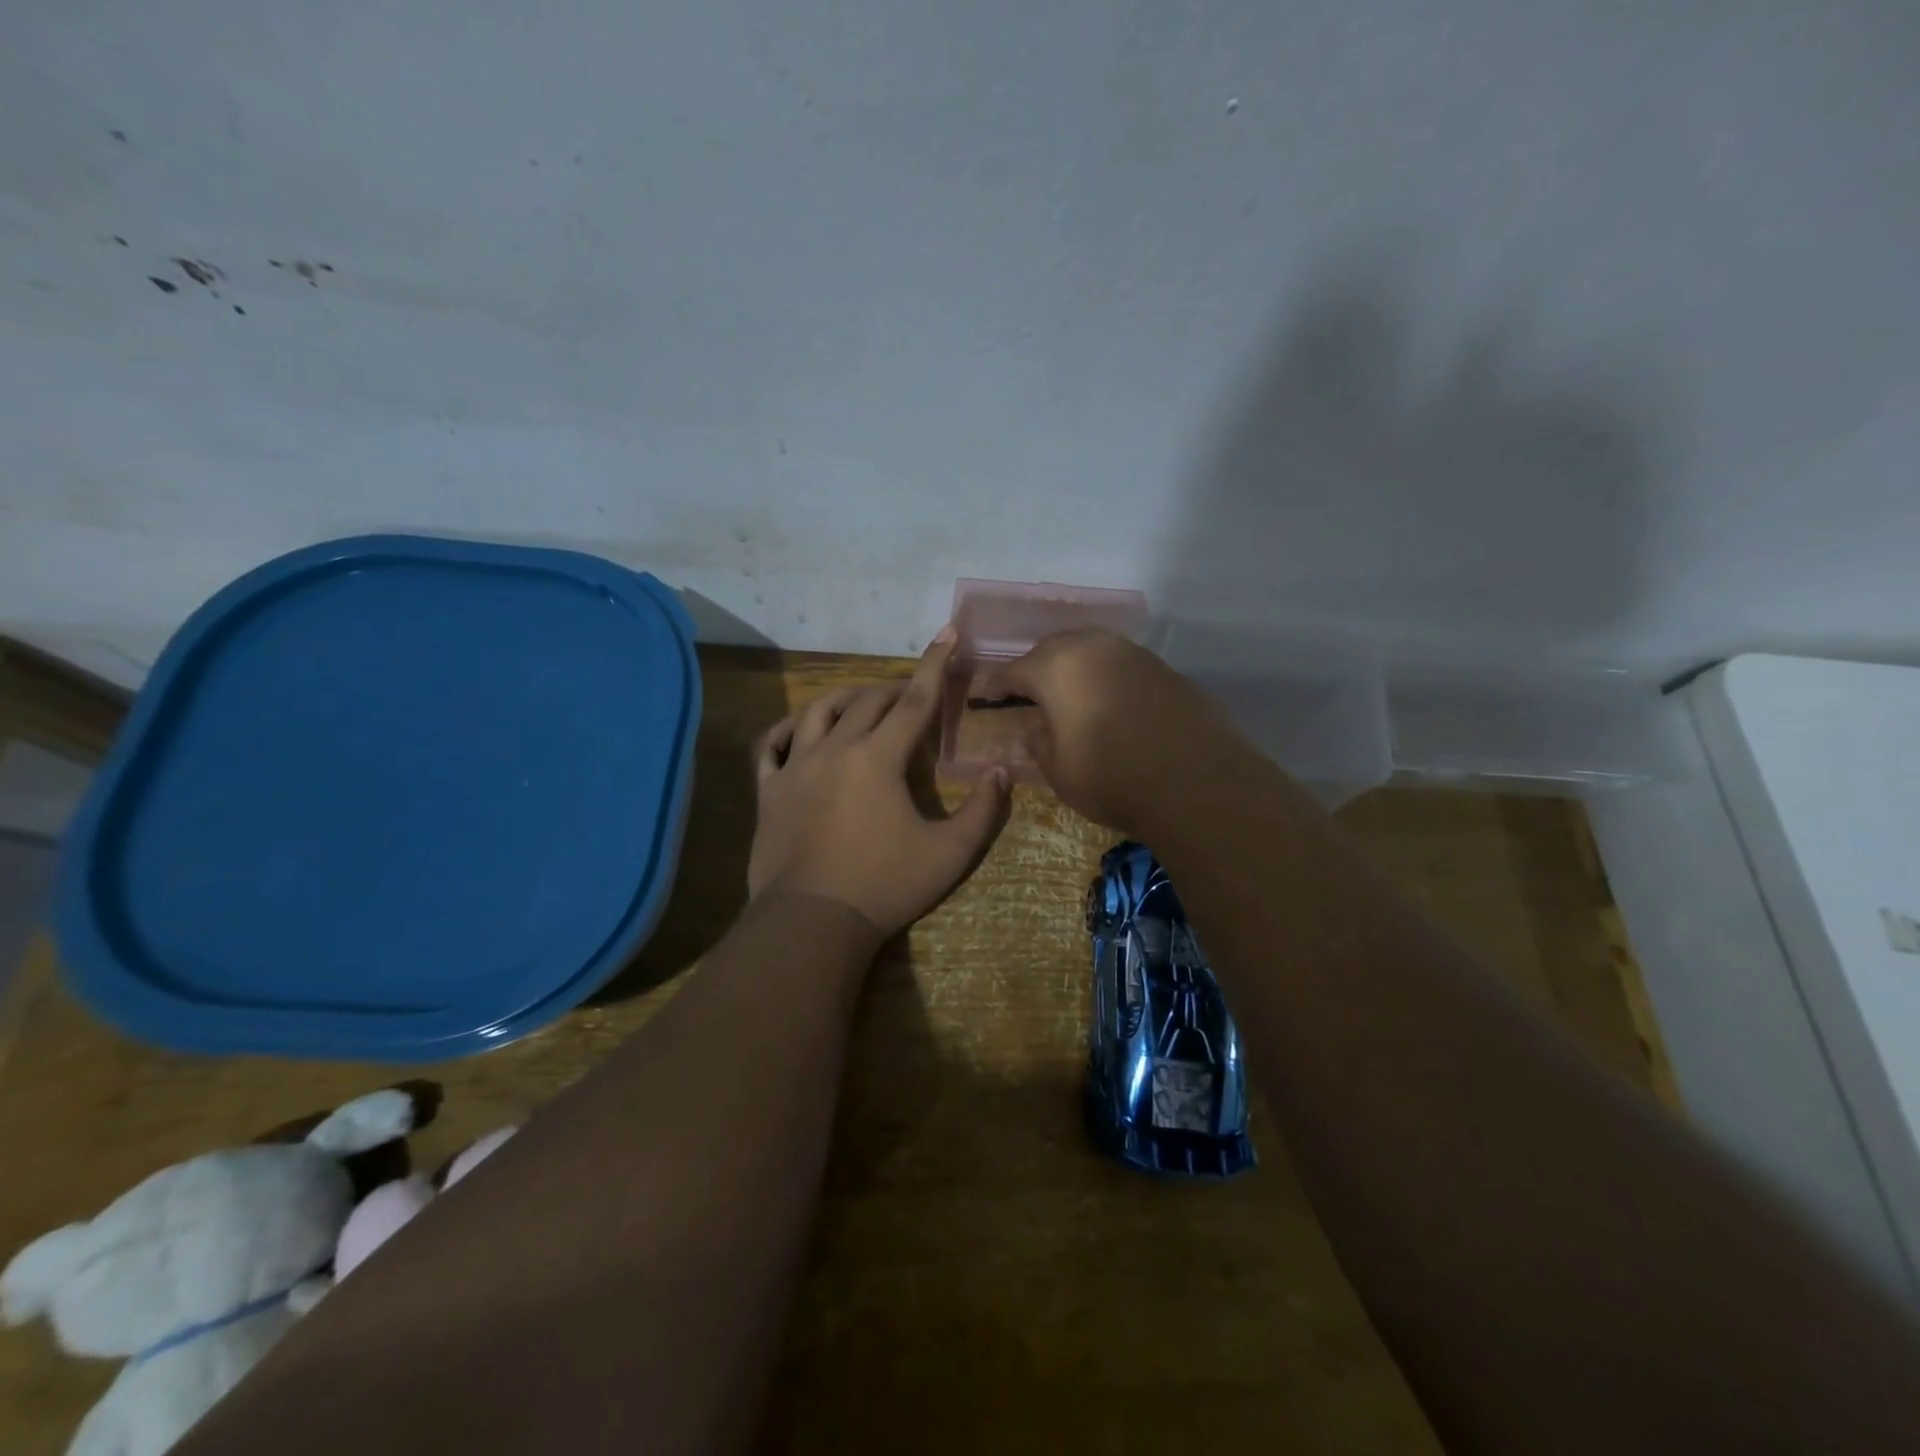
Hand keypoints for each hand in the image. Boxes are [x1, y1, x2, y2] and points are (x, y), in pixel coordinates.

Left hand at [748, 630, 1008, 938]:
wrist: (813, 922)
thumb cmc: (886, 886)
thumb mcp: (950, 854)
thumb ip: (983, 810)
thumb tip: (1002, 772)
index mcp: (879, 758)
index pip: (915, 700)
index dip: (935, 665)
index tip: (947, 633)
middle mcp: (835, 749)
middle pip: (868, 701)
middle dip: (895, 690)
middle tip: (912, 697)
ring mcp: (796, 768)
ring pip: (818, 712)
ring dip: (846, 699)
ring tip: (862, 704)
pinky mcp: (769, 791)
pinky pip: (771, 746)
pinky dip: (787, 730)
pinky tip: (799, 731)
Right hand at [984, 629, 1242, 835]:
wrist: (1195, 781)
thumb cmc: (1111, 777)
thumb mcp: (1058, 769)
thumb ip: (1038, 741)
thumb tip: (1034, 726)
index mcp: (1057, 667)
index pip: (1014, 671)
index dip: (996, 685)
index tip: (985, 697)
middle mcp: (1093, 648)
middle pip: (1053, 649)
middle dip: (1035, 668)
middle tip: (1025, 692)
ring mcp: (1133, 654)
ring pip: (1090, 650)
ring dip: (1073, 668)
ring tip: (1067, 693)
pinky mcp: (1164, 668)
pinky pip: (1120, 664)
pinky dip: (1104, 677)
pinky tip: (1107, 700)